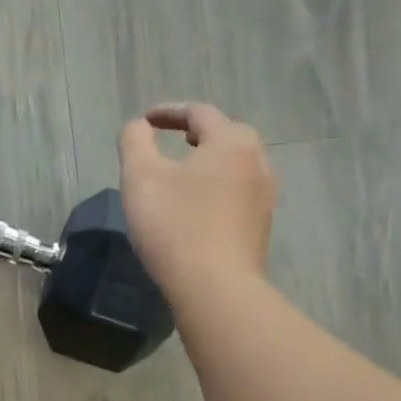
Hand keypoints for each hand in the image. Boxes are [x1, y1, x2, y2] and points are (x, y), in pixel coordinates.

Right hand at [119, 103, 277, 296]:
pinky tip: (198, 207)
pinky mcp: (261, 228)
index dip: (169, 112)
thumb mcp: (140, 176)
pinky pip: (237, 194)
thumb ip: (135, 141)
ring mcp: (264, 197)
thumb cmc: (175, 225)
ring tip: (184, 173)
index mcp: (231, 142)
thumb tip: (138, 126)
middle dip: (197, 134)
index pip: (200, 113)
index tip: (145, 121)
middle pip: (227, 135)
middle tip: (172, 140)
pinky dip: (216, 188)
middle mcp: (257, 162)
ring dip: (209, 162)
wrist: (216, 288)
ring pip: (236, 166)